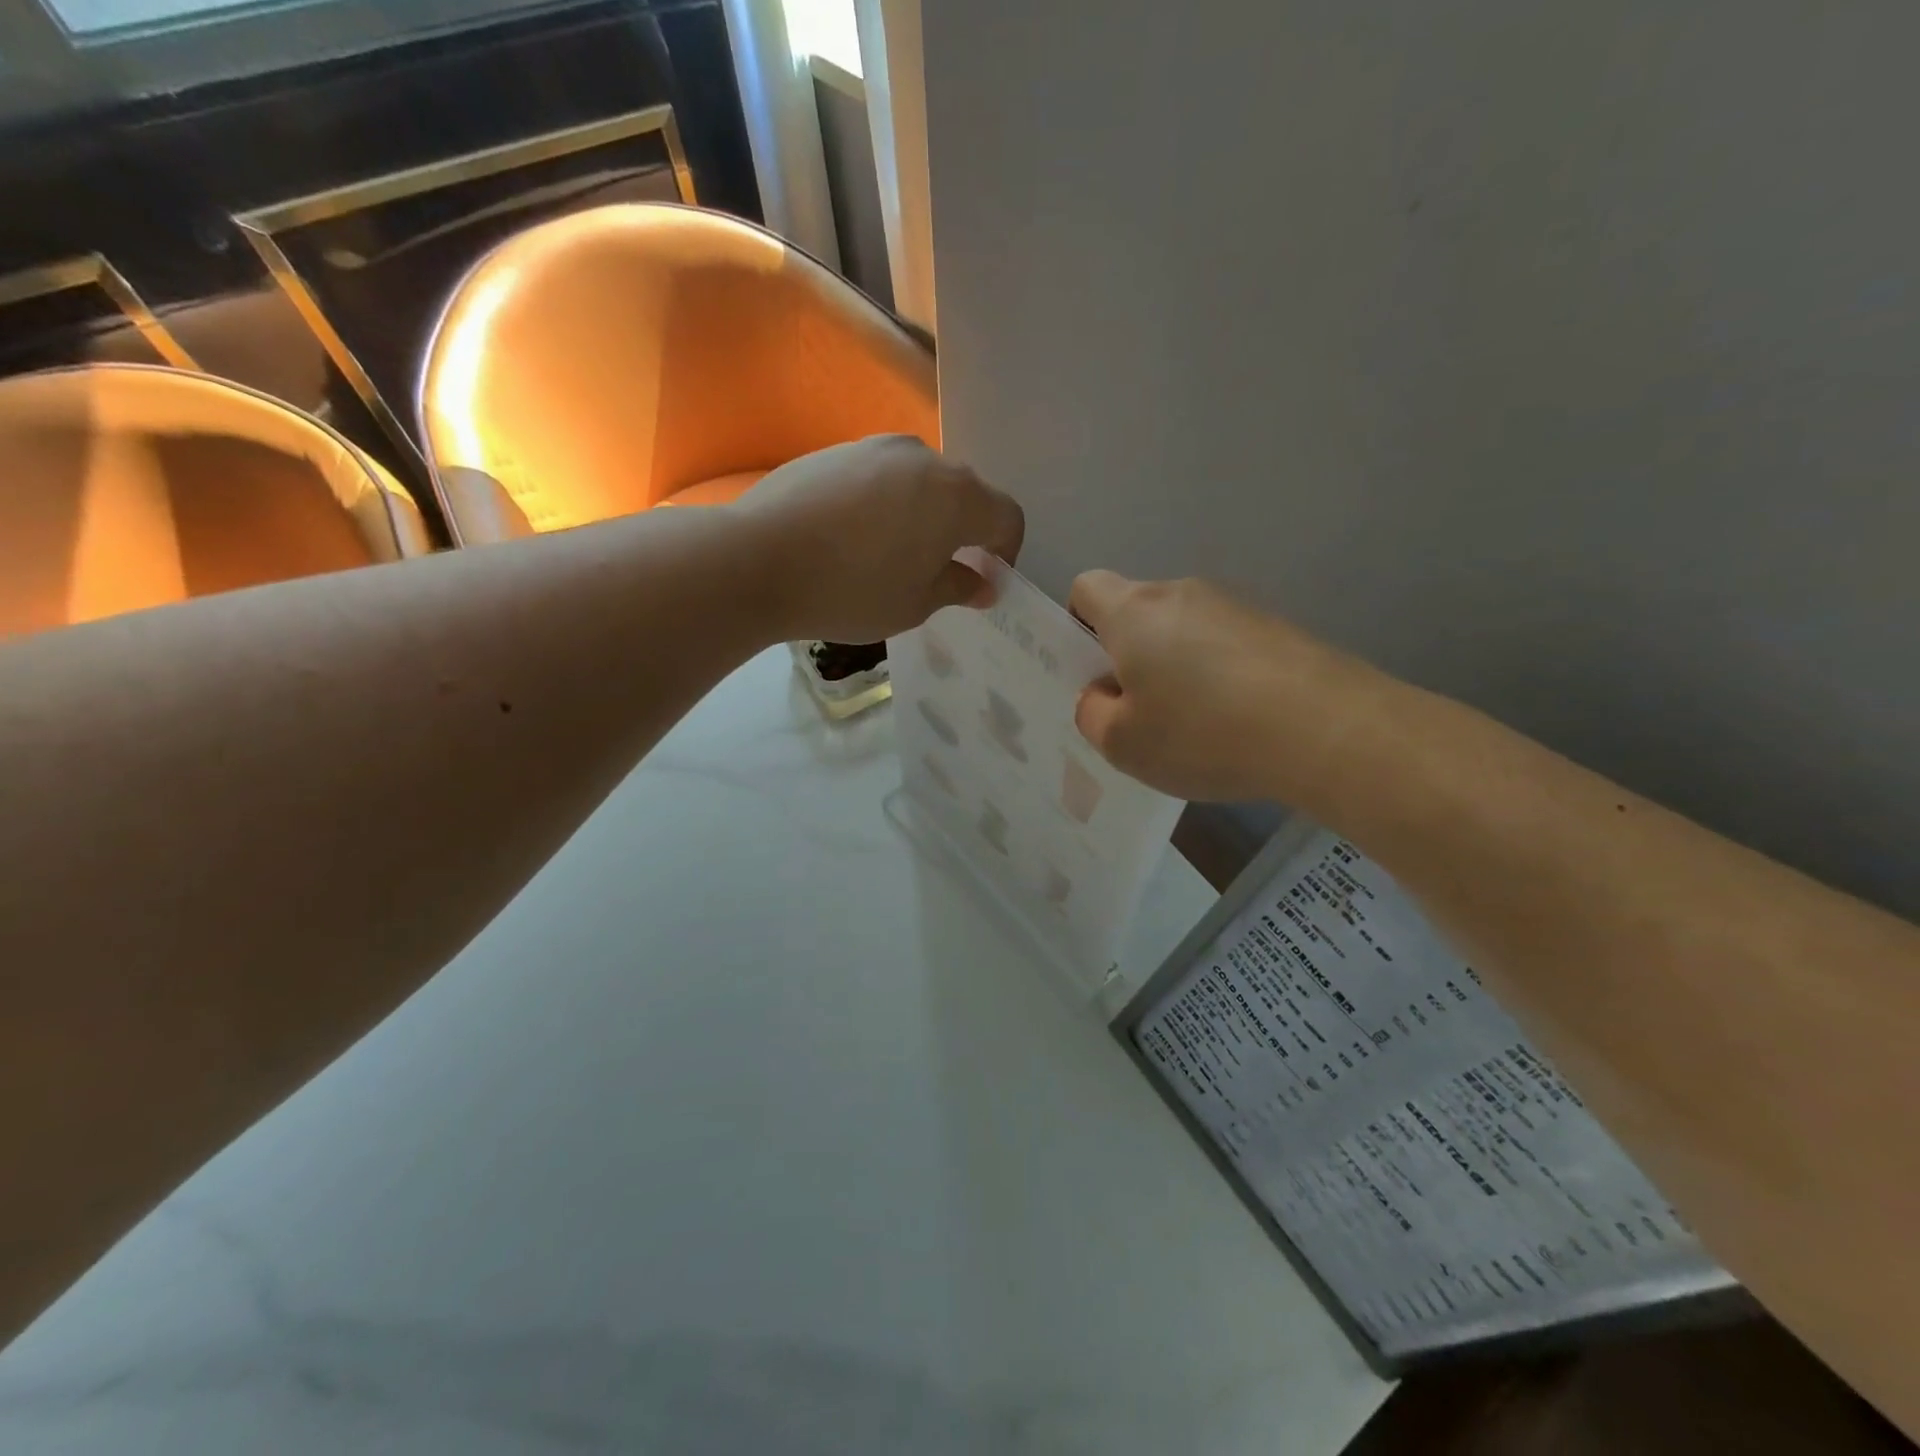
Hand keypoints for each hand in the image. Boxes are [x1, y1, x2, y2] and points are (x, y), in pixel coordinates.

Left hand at [731, 436, 1024, 643]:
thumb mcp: (915, 604)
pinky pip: (881, 476)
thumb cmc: (851, 591)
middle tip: (940, 572)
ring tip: (892, 555)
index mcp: (957, 497)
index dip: (1006, 552)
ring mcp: (877, 447)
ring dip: (923, 515)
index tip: (985, 580)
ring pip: (921, 482)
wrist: (757, 559)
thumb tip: (984, 583)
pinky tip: (853, 537)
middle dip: (965, 532)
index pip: (1006, 517)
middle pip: (965, 493)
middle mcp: (924, 459)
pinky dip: (885, 504)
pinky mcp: (838, 450)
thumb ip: (959, 587)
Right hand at [1069, 571, 1358, 802]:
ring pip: (1184, 632)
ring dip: (1177, 668)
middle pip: (1138, 612)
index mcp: (1133, 611)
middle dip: (1129, 656)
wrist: (1326, 729)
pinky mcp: (1277, 628)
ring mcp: (1236, 606)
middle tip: (1140, 713)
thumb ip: (1092, 715)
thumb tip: (1102, 694)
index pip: (1086, 588)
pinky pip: (1226, 646)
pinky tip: (1238, 724)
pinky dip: (1220, 677)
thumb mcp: (1122, 744)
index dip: (1077, 624)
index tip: (1093, 671)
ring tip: (1196, 727)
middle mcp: (1182, 594)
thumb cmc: (1202, 732)